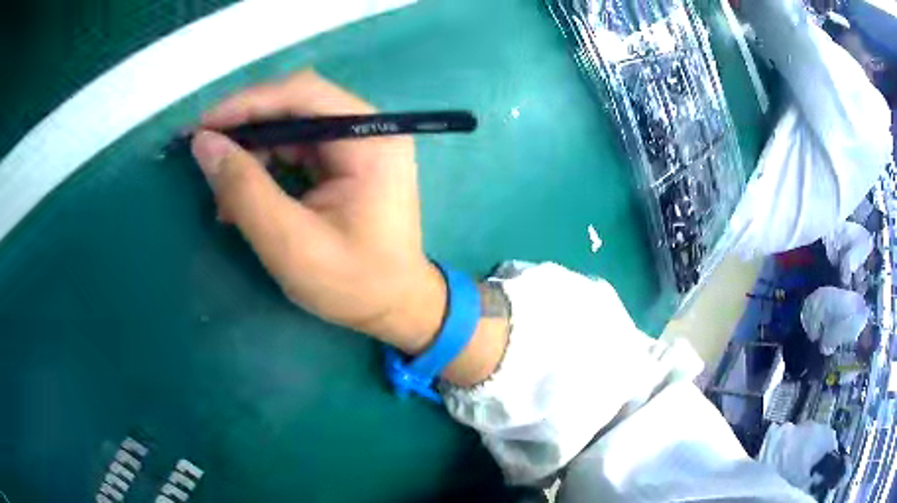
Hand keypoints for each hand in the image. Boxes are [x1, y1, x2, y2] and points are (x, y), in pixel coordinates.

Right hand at [191, 70, 445, 353]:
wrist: (396, 307)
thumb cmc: (353, 283)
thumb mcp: (290, 243)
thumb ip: (244, 189)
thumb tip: (204, 142)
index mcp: (369, 139)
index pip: (302, 93)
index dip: (246, 103)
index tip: (202, 126)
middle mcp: (368, 130)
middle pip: (295, 105)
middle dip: (244, 129)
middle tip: (204, 155)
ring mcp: (357, 145)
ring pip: (289, 128)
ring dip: (251, 155)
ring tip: (223, 197)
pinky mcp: (345, 163)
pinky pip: (295, 150)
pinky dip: (265, 169)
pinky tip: (243, 200)